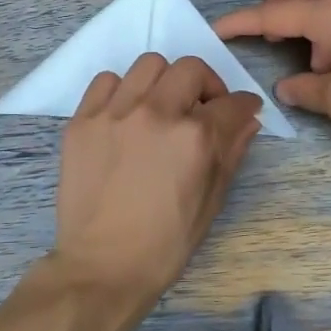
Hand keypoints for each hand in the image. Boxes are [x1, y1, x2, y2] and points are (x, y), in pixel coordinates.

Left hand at [51, 54, 262, 304]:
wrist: (102, 265)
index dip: (244, 105)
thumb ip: (231, 152)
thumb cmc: (165, 243)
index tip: (243, 109)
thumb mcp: (211, 201)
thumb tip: (247, 121)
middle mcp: (156, 113)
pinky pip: (106, 81)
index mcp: (194, 137)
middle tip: (203, 108)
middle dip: (207, 85)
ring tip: (161, 107)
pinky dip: (122, 90)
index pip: (232, 103)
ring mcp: (115, 113)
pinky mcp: (83, 120)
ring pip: (149, 65)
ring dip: (165, 82)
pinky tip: (125, 114)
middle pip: (191, 69)